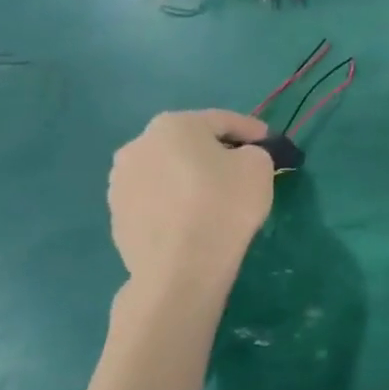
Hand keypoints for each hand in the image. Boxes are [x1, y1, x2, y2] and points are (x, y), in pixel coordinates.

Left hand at [107, 111, 275, 304]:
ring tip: (217, 196)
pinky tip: (195, 218)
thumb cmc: (223, 204)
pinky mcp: (117, 216)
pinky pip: (157, 198)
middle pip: (190, 143)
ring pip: (170, 171)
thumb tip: (240, 159)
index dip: (252, 130)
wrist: (179, 269)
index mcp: (173, 125)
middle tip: (244, 167)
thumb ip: (254, 152)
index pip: (223, 120)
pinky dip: (176, 201)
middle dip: (218, 152)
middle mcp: (138, 146)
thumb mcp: (259, 166)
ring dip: (192, 176)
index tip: (271, 143)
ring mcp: (121, 183)